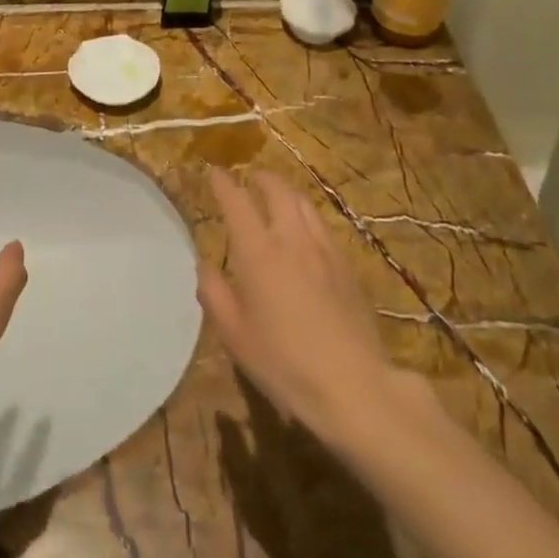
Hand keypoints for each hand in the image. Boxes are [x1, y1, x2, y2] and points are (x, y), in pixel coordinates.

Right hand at [197, 170, 403, 443]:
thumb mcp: (234, 334)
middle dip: (261, 178)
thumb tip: (205, 265)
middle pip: (278, 191)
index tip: (214, 172)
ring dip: (287, 192)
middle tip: (250, 179)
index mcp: (258, 252)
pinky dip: (307, 216)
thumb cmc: (283, 362)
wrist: (352, 385)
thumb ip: (214, 293)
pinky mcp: (347, 266)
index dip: (223, 183)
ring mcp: (325, 250)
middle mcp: (292, 240)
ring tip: (277, 198)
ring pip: (305, 204)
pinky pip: (323, 226)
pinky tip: (305, 233)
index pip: (237, 202)